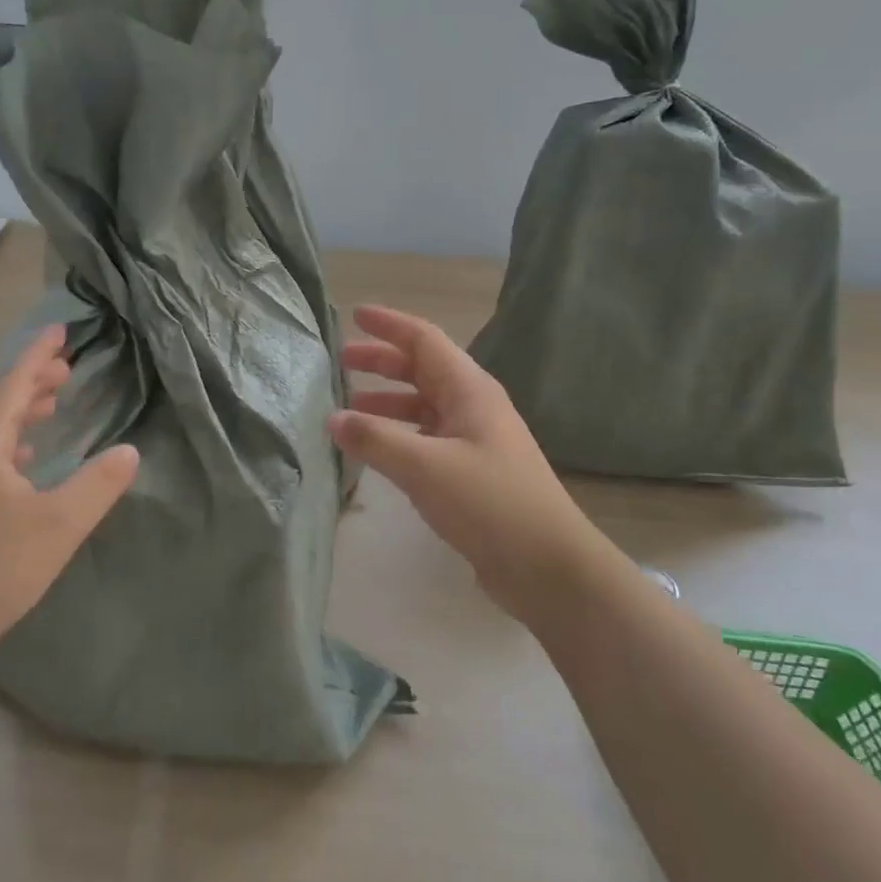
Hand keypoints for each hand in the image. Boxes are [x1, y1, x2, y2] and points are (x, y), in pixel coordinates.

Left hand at [0, 326, 138, 667]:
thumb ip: (98, 484)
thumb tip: (129, 451)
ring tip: (51, 403)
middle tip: (65, 368)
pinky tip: (27, 459)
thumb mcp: (60, 523)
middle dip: (32, 381)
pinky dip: (12, 443)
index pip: (13, 385)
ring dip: (22, 412)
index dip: (37, 355)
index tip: (59, 330)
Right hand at [327, 305, 590, 620]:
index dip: (388, 325)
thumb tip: (332, 419)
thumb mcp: (425, 466)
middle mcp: (472, 405)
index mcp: (468, 389)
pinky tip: (376, 450)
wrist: (548, 566)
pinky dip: (398, 434)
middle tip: (340, 361)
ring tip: (348, 408)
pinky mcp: (471, 471)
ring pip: (422, 405)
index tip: (354, 315)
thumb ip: (375, 438)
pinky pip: (426, 437)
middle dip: (381, 361)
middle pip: (421, 369)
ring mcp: (474, 439)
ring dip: (386, 400)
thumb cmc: (489, 503)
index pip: (423, 339)